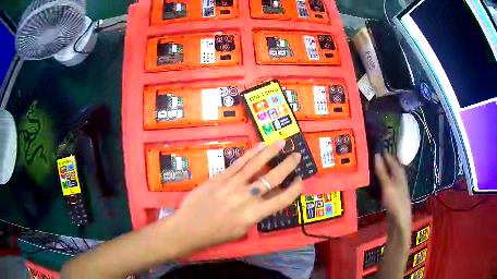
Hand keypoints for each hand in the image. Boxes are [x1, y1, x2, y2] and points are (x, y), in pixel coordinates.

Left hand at [169, 140, 302, 254]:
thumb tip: (267, 199)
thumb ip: (256, 214)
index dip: (294, 190)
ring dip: (271, 152)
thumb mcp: (241, 230)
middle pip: (272, 178)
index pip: (281, 200)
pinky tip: (260, 146)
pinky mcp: (220, 178)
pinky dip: (251, 154)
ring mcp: (232, 185)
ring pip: (256, 165)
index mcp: (253, 215)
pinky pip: (238, 163)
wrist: (188, 228)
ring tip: (282, 143)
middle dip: (287, 166)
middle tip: (297, 155)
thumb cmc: (215, 234)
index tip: (300, 180)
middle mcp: (246, 198)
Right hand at [375, 154, 411, 235]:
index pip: (392, 159)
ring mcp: (396, 188)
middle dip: (384, 161)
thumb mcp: (387, 186)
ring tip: (372, 168)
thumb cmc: (395, 201)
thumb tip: (377, 154)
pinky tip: (376, 184)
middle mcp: (399, 179)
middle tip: (372, 157)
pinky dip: (381, 182)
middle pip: (392, 167)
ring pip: (389, 176)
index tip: (375, 147)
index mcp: (399, 174)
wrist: (400, 221)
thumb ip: (382, 171)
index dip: (385, 153)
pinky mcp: (393, 196)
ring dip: (382, 171)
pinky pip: (386, 185)